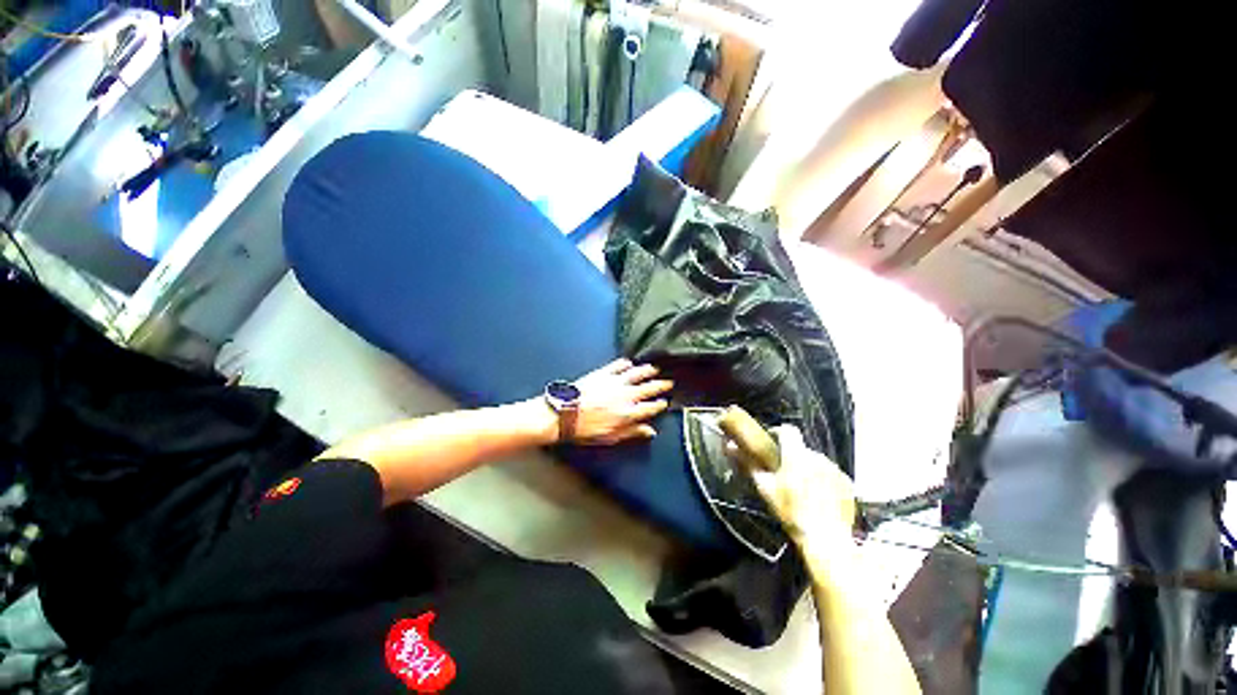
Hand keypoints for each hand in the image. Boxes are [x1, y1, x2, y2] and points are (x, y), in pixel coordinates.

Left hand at [569, 359, 672, 444]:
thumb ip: (632, 432)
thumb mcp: (611, 437)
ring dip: (647, 371)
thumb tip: (650, 431)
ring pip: (636, 374)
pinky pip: (618, 366)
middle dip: (660, 385)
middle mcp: (626, 395)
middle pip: (648, 388)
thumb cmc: (587, 429)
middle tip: (668, 382)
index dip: (660, 405)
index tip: (665, 402)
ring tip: (654, 369)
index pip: (651, 407)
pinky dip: (625, 363)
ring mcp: (615, 382)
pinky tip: (629, 362)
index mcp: (629, 413)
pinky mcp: (603, 373)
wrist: (566, 413)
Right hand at [745, 425, 856, 547]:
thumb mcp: (765, 488)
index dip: (779, 432)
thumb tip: (730, 445)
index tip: (772, 442)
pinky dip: (823, 480)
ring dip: (808, 468)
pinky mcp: (847, 483)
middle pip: (801, 448)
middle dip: (792, 456)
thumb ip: (748, 463)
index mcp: (796, 454)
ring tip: (801, 487)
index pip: (788, 430)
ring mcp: (835, 469)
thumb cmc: (790, 511)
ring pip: (816, 461)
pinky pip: (830, 474)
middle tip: (784, 473)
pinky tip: (818, 497)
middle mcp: (817, 456)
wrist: (826, 538)